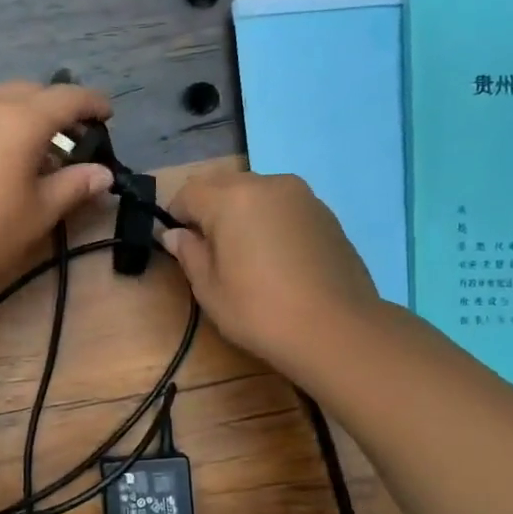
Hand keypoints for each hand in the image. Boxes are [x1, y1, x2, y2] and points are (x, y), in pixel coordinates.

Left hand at [0, 82, 114, 295]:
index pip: (68, 98)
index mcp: (22, 119)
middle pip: (34, 92)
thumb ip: (74, 187)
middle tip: (74, 137)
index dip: (93, 103)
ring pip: (2, 99)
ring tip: (36, 150)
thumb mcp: (38, 214)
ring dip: (26, 115)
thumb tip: (103, 173)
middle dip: (58, 108)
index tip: (108, 114)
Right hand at [161, 170, 381, 372]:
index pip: (188, 192)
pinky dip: (270, 221)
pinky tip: (277, 258)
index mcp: (231, 198)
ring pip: (256, 192)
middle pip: (223, 185)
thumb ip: (189, 253)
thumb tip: (175, 234)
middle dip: (209, 209)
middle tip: (211, 251)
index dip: (176, 216)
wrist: (337, 329)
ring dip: (241, 213)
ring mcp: (301, 195)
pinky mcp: (325, 213)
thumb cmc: (261, 312)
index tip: (179, 246)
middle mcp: (267, 184)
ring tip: (246, 255)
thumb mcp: (210, 290)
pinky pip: (283, 206)